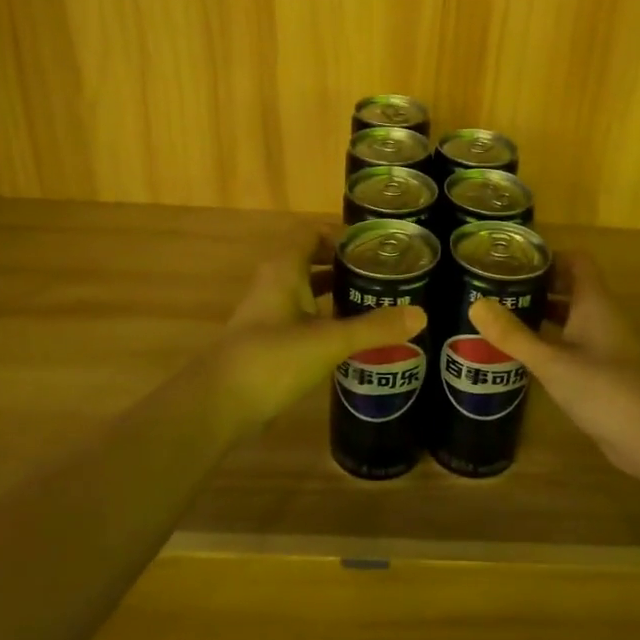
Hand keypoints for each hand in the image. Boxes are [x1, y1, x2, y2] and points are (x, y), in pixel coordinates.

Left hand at [209, 229, 425, 428]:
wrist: (219, 405)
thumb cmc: (273, 358)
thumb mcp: (329, 341)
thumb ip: (374, 328)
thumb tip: (421, 314)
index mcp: (284, 269)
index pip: (313, 234)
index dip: (343, 235)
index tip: (377, 247)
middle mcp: (274, 284)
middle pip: (313, 262)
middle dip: (346, 266)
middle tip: (386, 275)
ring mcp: (269, 314)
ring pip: (308, 292)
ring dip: (337, 294)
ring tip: (377, 302)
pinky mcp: (269, 342)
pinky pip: (303, 319)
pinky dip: (326, 320)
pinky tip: (351, 337)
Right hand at [469, 251, 639, 482]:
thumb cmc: (602, 388)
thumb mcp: (551, 361)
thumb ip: (513, 334)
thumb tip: (476, 305)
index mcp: (594, 303)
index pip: (575, 261)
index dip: (547, 256)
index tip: (513, 261)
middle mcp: (601, 316)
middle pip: (570, 287)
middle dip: (537, 284)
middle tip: (499, 288)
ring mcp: (604, 344)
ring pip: (570, 316)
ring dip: (542, 313)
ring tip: (503, 316)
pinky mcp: (602, 370)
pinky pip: (572, 342)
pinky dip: (550, 340)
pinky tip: (524, 353)